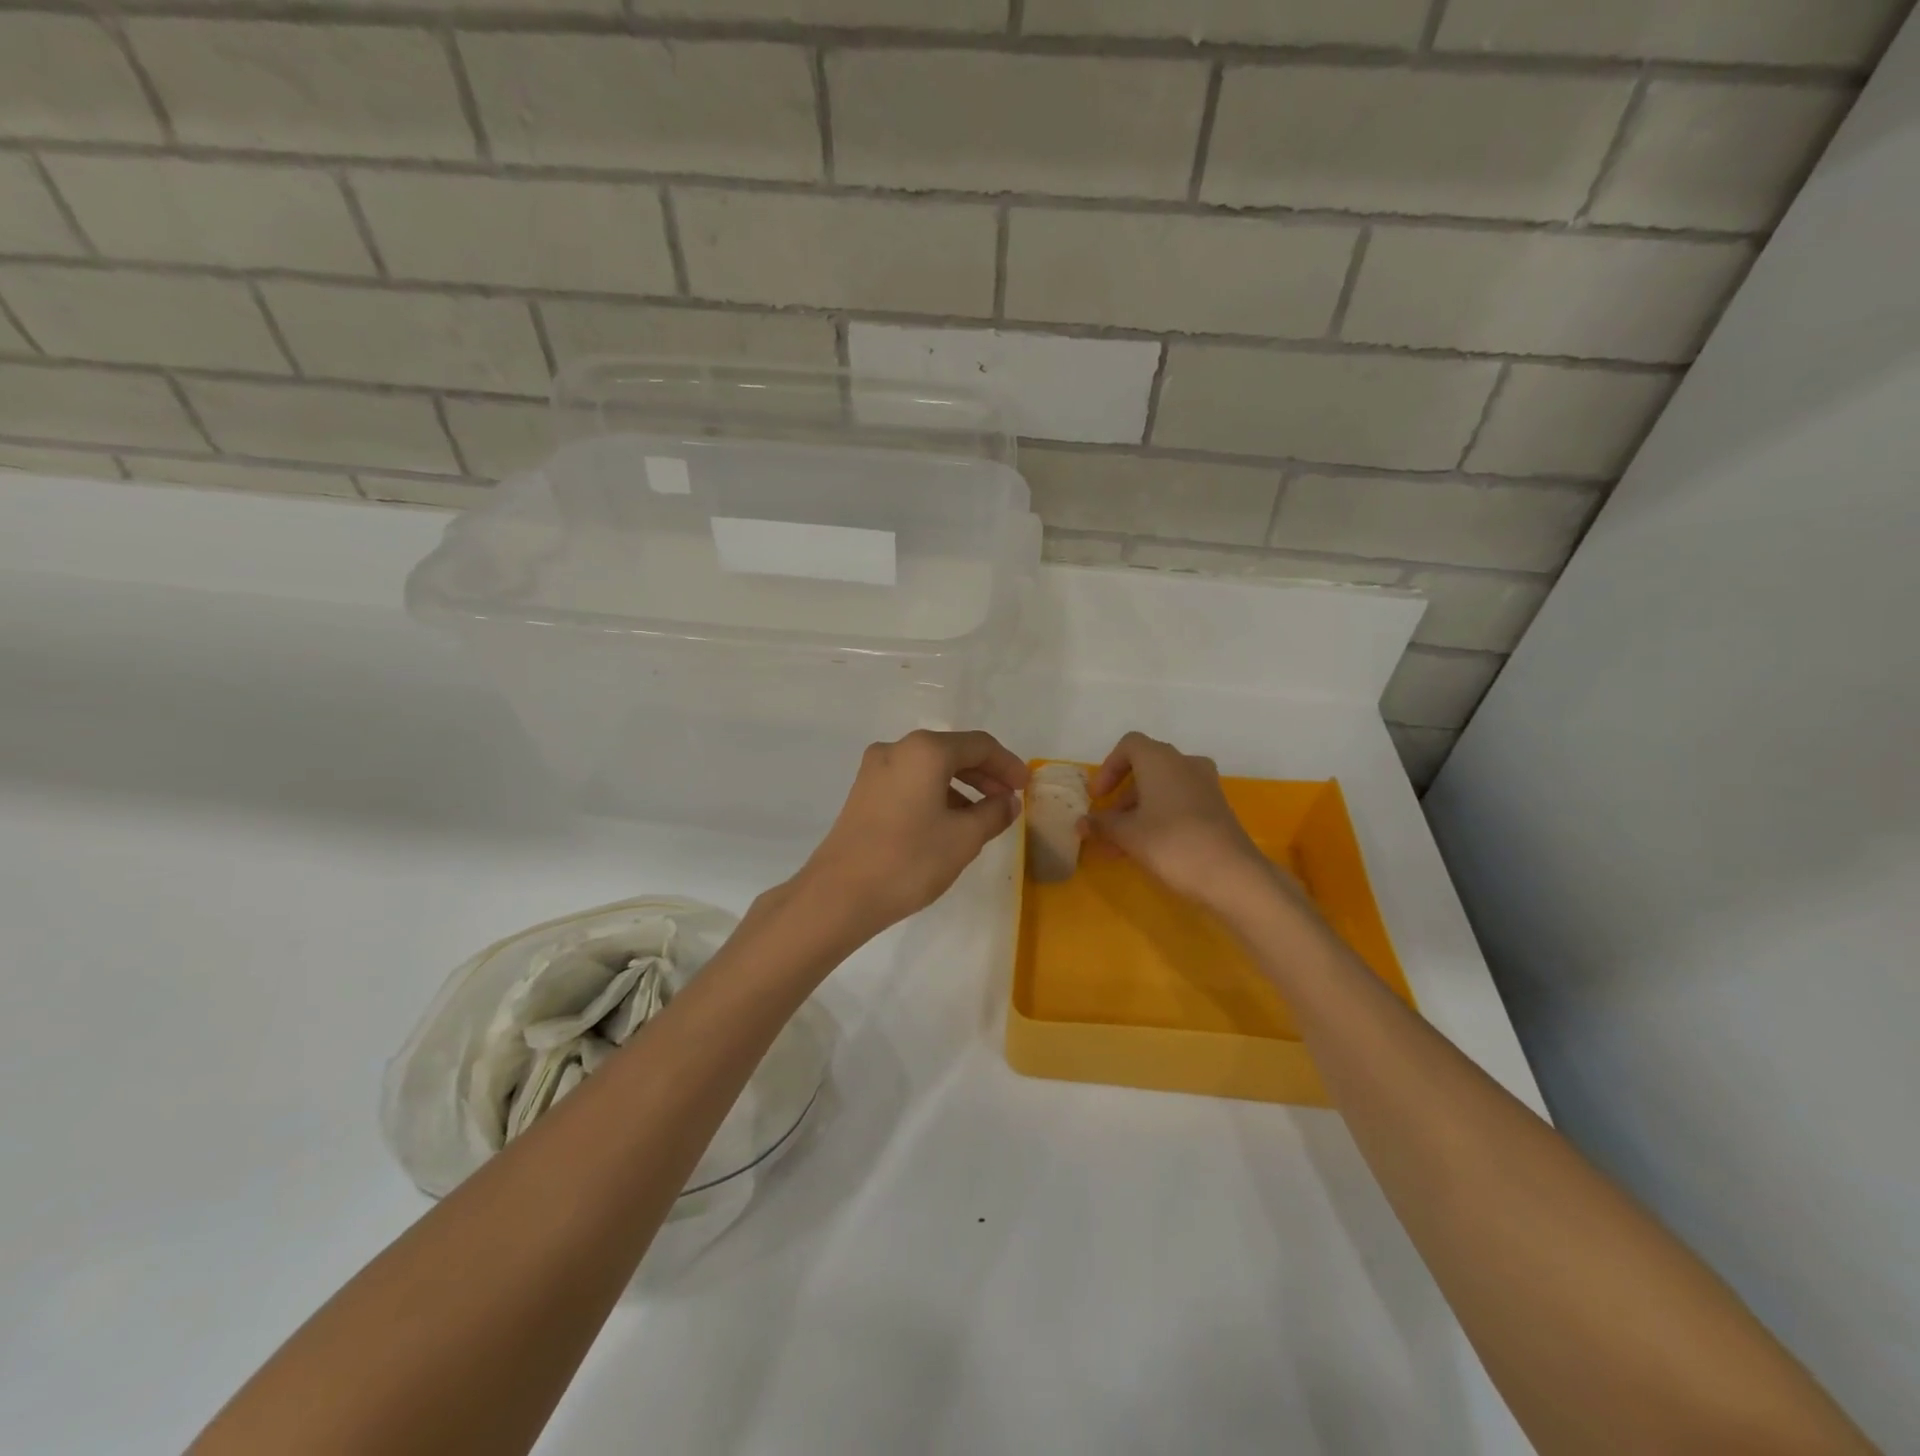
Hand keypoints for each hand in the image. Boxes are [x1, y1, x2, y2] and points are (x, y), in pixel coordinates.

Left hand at [797, 730, 1030, 939]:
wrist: (839, 895)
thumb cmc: (909, 860)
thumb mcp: (964, 838)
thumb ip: (993, 813)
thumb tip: (1008, 802)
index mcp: (924, 750)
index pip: (979, 745)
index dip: (1007, 765)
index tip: (1026, 788)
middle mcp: (897, 749)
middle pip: (952, 752)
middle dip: (985, 775)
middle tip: (1008, 802)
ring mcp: (874, 770)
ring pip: (930, 768)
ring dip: (961, 786)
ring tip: (982, 817)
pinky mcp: (863, 793)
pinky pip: (910, 782)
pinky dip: (936, 794)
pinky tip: (948, 823)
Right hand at [1082, 732, 1285, 917]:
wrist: (1233, 875)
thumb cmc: (1172, 843)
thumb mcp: (1128, 834)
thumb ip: (1102, 824)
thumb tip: (1082, 823)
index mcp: (1160, 759)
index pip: (1129, 745)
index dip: (1108, 768)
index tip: (1097, 797)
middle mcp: (1185, 763)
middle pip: (1145, 768)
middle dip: (1121, 796)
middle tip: (1106, 823)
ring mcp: (1205, 785)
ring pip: (1162, 788)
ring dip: (1138, 810)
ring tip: (1120, 844)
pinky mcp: (1217, 808)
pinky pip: (1179, 802)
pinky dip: (1159, 817)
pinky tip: (1147, 847)